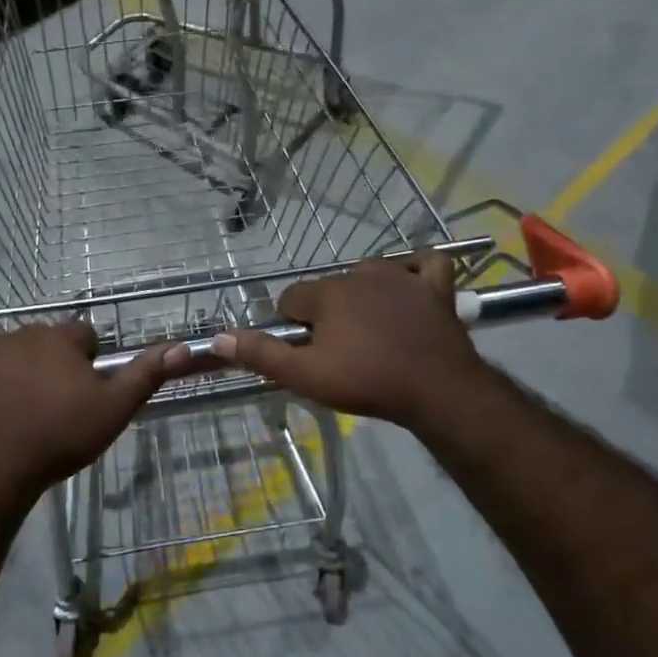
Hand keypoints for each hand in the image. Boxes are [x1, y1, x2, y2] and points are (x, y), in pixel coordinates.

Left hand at [0, 322, 187, 495]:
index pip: (83, 333)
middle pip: (43, 339)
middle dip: (51, 361)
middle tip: (56, 401)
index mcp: (59, 339)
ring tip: (16, 401)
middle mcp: (20, 333)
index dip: (89, 359)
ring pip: (1, 346)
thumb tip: (181, 346)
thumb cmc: (61, 436)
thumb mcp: (114, 409)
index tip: (87, 388)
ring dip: (10, 363)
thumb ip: (146, 374)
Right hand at [208, 254, 488, 432]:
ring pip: (369, 275)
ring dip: (363, 296)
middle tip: (339, 353)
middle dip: (326, 315)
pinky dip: (417, 273)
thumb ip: (262, 354)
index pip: (290, 299)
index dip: (292, 327)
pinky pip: (425, 265)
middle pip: (327, 288)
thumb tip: (219, 339)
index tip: (306, 353)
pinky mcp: (435, 288)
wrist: (438, 390)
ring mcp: (401, 277)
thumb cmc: (367, 382)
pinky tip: (411, 289)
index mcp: (326, 293)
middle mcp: (359, 274)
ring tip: (370, 332)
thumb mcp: (306, 376)